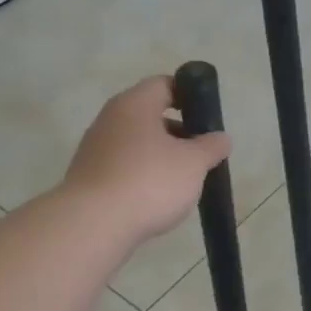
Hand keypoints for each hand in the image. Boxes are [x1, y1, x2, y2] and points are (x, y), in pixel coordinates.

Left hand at [61, 77, 231, 245]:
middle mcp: (110, 119)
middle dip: (178, 131)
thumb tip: (222, 138)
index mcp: (134, 104)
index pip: (164, 84)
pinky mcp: (89, 176)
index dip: (189, 95)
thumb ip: (211, 147)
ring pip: (136, 142)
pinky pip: (123, 166)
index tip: (207, 116)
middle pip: (150, 114)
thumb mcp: (193, 163)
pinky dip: (142, 175)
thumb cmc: (149, 182)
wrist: (93, 225)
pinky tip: (156, 197)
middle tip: (200, 152)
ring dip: (160, 155)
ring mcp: (95, 148)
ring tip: (182, 180)